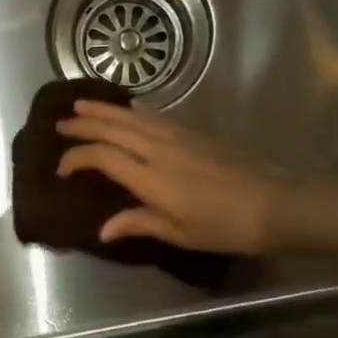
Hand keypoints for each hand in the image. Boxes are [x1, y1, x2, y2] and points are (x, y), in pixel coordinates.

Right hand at [56, 100, 293, 254]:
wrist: (276, 203)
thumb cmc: (225, 226)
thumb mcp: (179, 233)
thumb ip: (139, 224)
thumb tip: (103, 229)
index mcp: (150, 177)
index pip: (102, 157)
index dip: (77, 158)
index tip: (61, 169)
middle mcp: (159, 149)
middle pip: (113, 128)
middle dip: (84, 124)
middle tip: (61, 122)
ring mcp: (178, 137)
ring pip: (133, 116)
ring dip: (105, 110)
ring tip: (82, 104)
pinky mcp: (195, 133)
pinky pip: (154, 116)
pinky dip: (134, 111)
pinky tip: (129, 108)